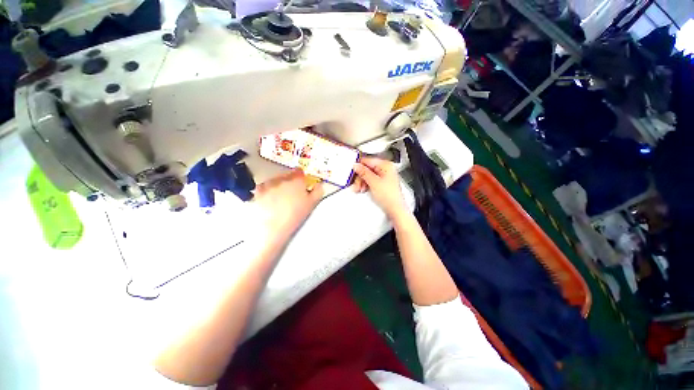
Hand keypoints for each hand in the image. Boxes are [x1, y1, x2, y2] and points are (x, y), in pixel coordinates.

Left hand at [254, 169, 323, 241]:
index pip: (299, 172)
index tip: (302, 184)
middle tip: (292, 194)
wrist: (272, 227)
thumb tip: (320, 185)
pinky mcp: (258, 192)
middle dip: (290, 182)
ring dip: (279, 186)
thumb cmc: (295, 215)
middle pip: (287, 176)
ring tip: (280, 199)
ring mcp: (269, 184)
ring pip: (276, 181)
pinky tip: (269, 200)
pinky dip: (267, 191)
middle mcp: (282, 178)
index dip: (301, 177)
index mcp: (297, 180)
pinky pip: (264, 187)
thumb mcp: (312, 204)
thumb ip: (318, 192)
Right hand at [352, 156, 408, 218]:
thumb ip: (364, 172)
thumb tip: (356, 165)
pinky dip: (365, 185)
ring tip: (358, 188)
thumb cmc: (390, 196)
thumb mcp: (373, 182)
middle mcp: (386, 170)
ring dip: (361, 182)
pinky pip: (370, 182)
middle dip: (360, 177)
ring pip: (368, 176)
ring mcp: (384, 178)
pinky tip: (362, 189)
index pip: (368, 160)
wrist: (395, 209)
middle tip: (356, 183)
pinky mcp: (382, 185)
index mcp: (386, 165)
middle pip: (367, 169)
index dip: (359, 166)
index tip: (352, 171)